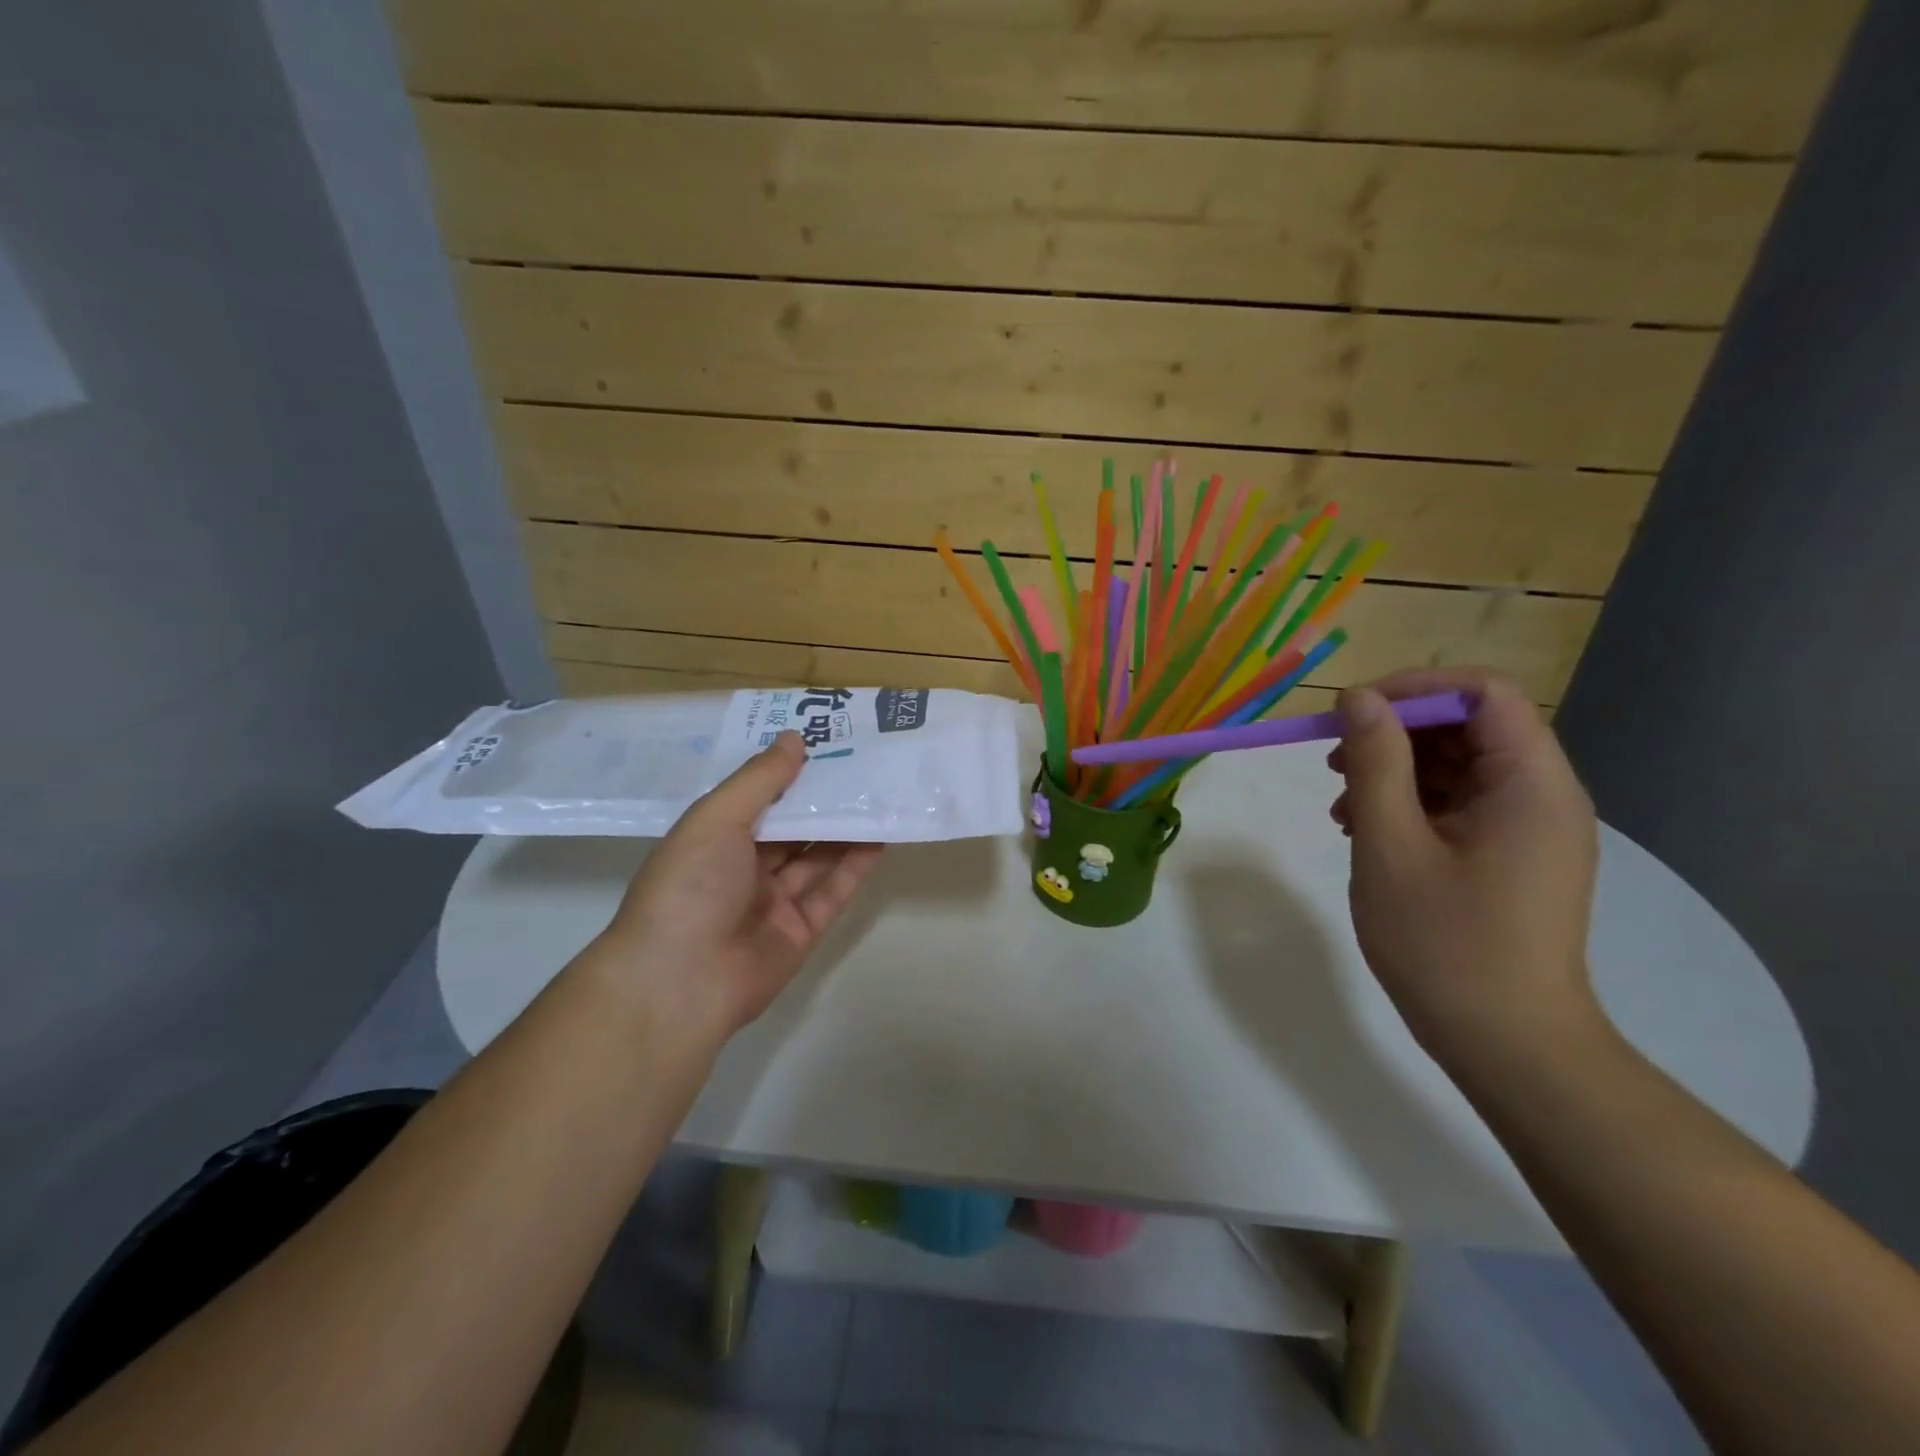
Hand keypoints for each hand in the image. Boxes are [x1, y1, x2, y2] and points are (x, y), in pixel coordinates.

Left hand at [590, 732, 883, 1033]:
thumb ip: (760, 779)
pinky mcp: (801, 932)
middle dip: (823, 799)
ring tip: (880, 794)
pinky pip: (832, 892)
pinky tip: (879, 837)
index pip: (758, 798)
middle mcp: (743, 869)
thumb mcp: (717, 818)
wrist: (681, 982)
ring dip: (845, 829)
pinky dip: (855, 866)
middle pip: (792, 828)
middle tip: (864, 764)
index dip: (789, 772)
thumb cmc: (689, 886)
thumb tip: (794, 738)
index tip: (825, 742)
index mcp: (714, 840)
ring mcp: (773, 903)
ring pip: (816, 858)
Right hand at [1329, 668, 1603, 1072]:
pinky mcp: (1510, 855)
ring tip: (1342, 805)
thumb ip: (1377, 763)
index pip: (1484, 693)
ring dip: (1395, 770)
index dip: (1415, 689)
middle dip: (1395, 733)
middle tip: (1335, 762)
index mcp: (1531, 784)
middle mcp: (1541, 795)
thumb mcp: (1392, 846)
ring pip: (1457, 765)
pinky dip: (1409, 803)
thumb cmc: (1445, 944)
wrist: (1507, 1044)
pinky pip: (1459, 803)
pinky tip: (1364, 831)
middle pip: (1468, 726)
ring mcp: (1527, 828)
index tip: (1353, 712)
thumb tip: (1358, 698)